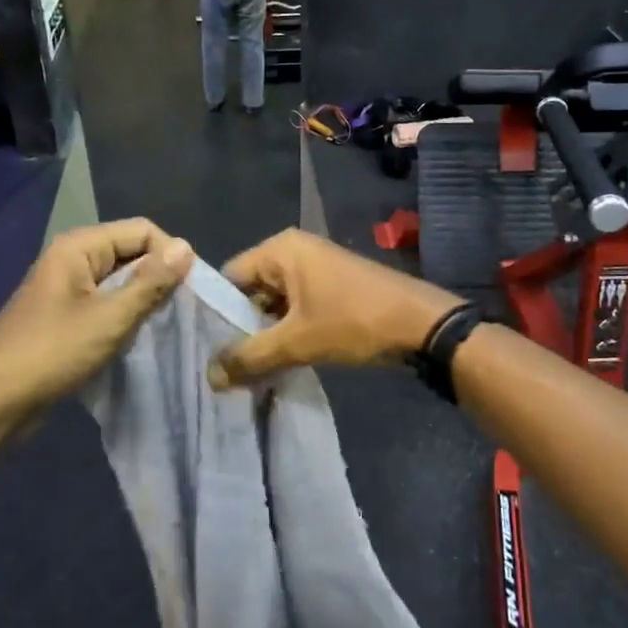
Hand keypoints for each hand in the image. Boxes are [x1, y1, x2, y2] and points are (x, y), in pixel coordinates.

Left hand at [0, 219, 192, 431]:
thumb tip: (186, 247)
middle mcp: (72, 259)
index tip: (189, 291)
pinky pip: (107, 303)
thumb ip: (150, 282)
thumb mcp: (109, 317)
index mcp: (79, 247)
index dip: (169, 255)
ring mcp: (67, 289)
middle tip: (179, 312)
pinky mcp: (66, 316)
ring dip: (142, 300)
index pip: (142, 230)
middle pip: (131, 252)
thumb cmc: (51, 353)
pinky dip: (125, 316)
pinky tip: (136, 338)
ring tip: (161, 326)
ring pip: (121, 281)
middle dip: (157, 278)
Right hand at [211, 230, 461, 387]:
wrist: (422, 324)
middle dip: (242, 328)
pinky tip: (279, 362)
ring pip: (275, 303)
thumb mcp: (298, 342)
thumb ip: (250, 357)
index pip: (229, 278)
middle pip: (251, 291)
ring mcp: (316, 268)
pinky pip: (296, 308)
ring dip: (265, 334)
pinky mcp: (332, 287)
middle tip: (225, 367)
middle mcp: (295, 250)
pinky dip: (287, 331)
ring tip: (248, 371)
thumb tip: (209, 377)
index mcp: (281, 249)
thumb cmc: (355, 322)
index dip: (217, 314)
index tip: (205, 350)